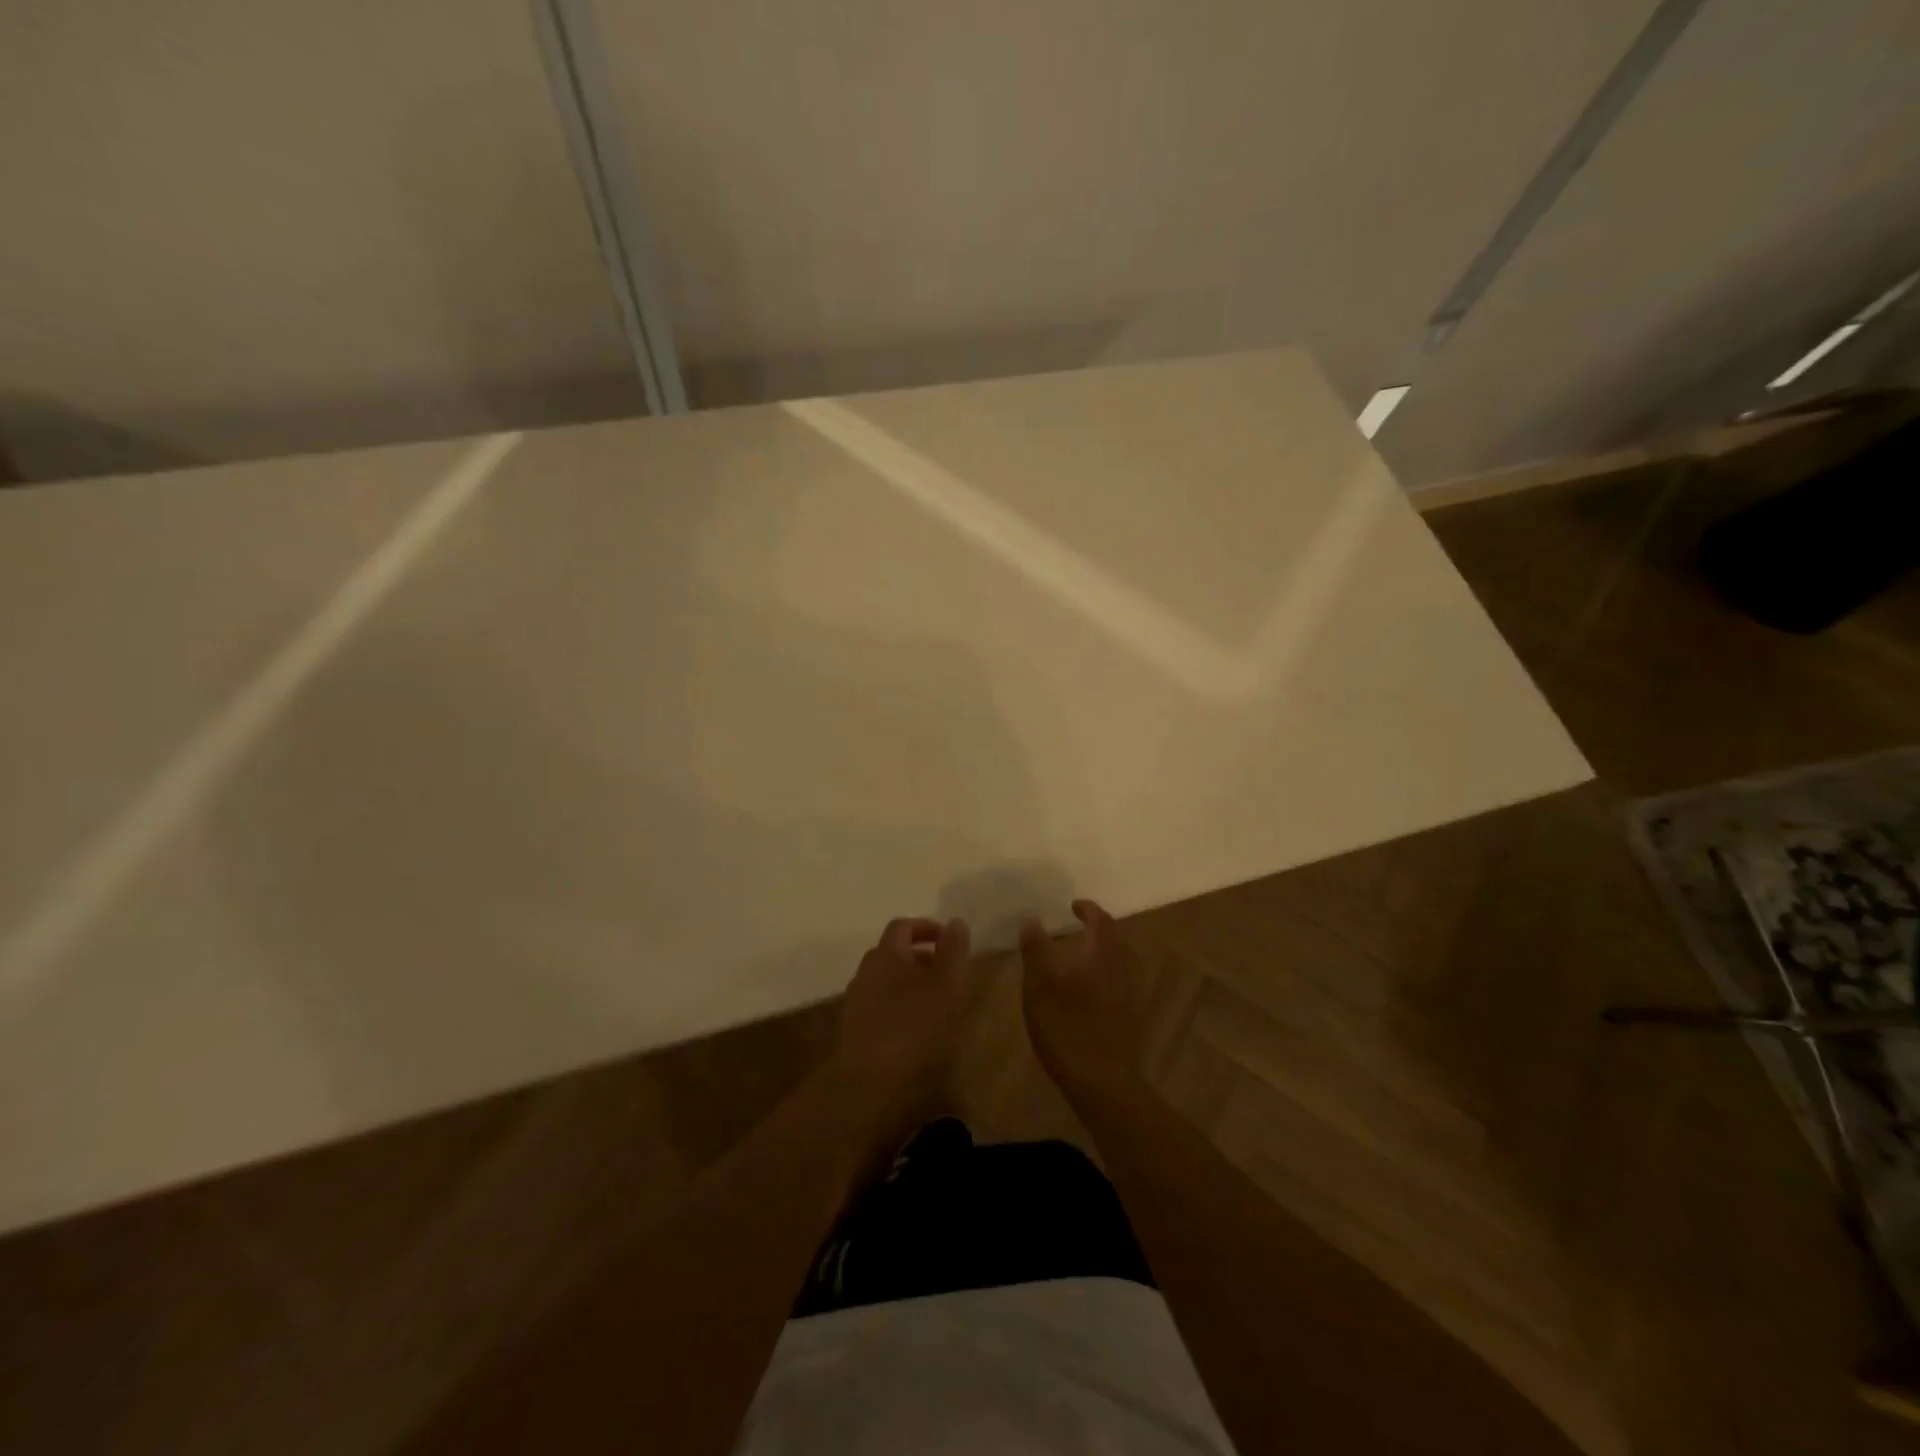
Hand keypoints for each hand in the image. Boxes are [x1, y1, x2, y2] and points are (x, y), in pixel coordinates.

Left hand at [828, 916, 973, 1142]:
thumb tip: (955, 922)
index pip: (902, 927)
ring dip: (910, 985)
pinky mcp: (854, 1034)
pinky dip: (900, 1009)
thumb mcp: (947, 985)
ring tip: (937, 1004)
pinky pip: (880, 1009)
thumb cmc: (916, 1029)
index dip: (926, 927)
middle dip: (920, 957)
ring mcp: (856, 1005)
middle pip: (892, 954)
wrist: (870, 1088)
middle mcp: (865, 973)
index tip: (949, 939)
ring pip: (886, 983)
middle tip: (947, 973)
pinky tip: (918, 1031)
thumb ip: (953, 951)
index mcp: (885, 955)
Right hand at [1019, 899, 1148, 1108]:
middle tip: (1075, 927)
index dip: (1087, 909)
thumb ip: (1036, 950)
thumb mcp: (1039, 986)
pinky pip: (1117, 980)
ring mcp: (1127, 994)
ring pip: (1117, 960)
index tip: (1073, 905)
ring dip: (1099, 951)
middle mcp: (1120, 968)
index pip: (1100, 920)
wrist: (1104, 1082)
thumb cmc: (1067, 1028)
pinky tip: (1085, 989)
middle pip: (1113, 939)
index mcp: (1100, 954)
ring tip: (1076, 956)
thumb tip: (1032, 918)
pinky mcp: (1127, 1017)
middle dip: (1096, 929)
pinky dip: (1102, 972)